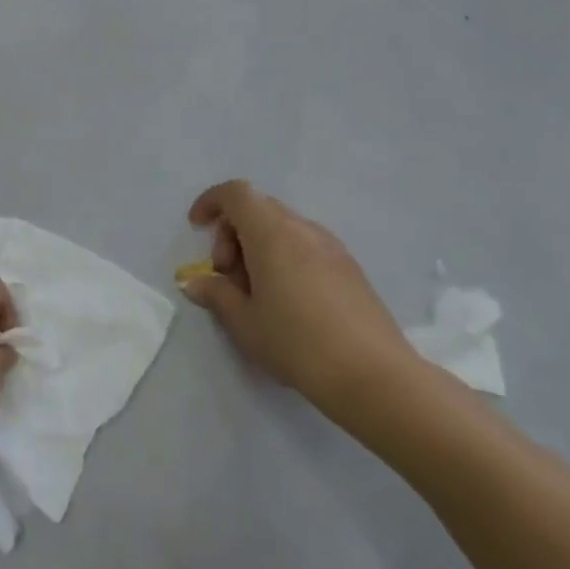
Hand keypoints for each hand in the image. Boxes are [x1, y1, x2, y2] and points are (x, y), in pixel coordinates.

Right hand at [183, 180, 423, 431]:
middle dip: (232, 233)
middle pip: (258, 208)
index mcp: (272, 232)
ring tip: (255, 294)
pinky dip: (284, 258)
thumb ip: (216, 294)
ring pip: (283, 228)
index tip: (196, 228)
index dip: (211, 202)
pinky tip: (286, 302)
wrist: (373, 375)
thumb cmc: (297, 342)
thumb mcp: (244, 323)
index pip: (236, 193)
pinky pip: (305, 246)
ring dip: (258, 247)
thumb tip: (195, 283)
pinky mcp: (349, 267)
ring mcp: (331, 246)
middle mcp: (303, 229)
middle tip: (227, 276)